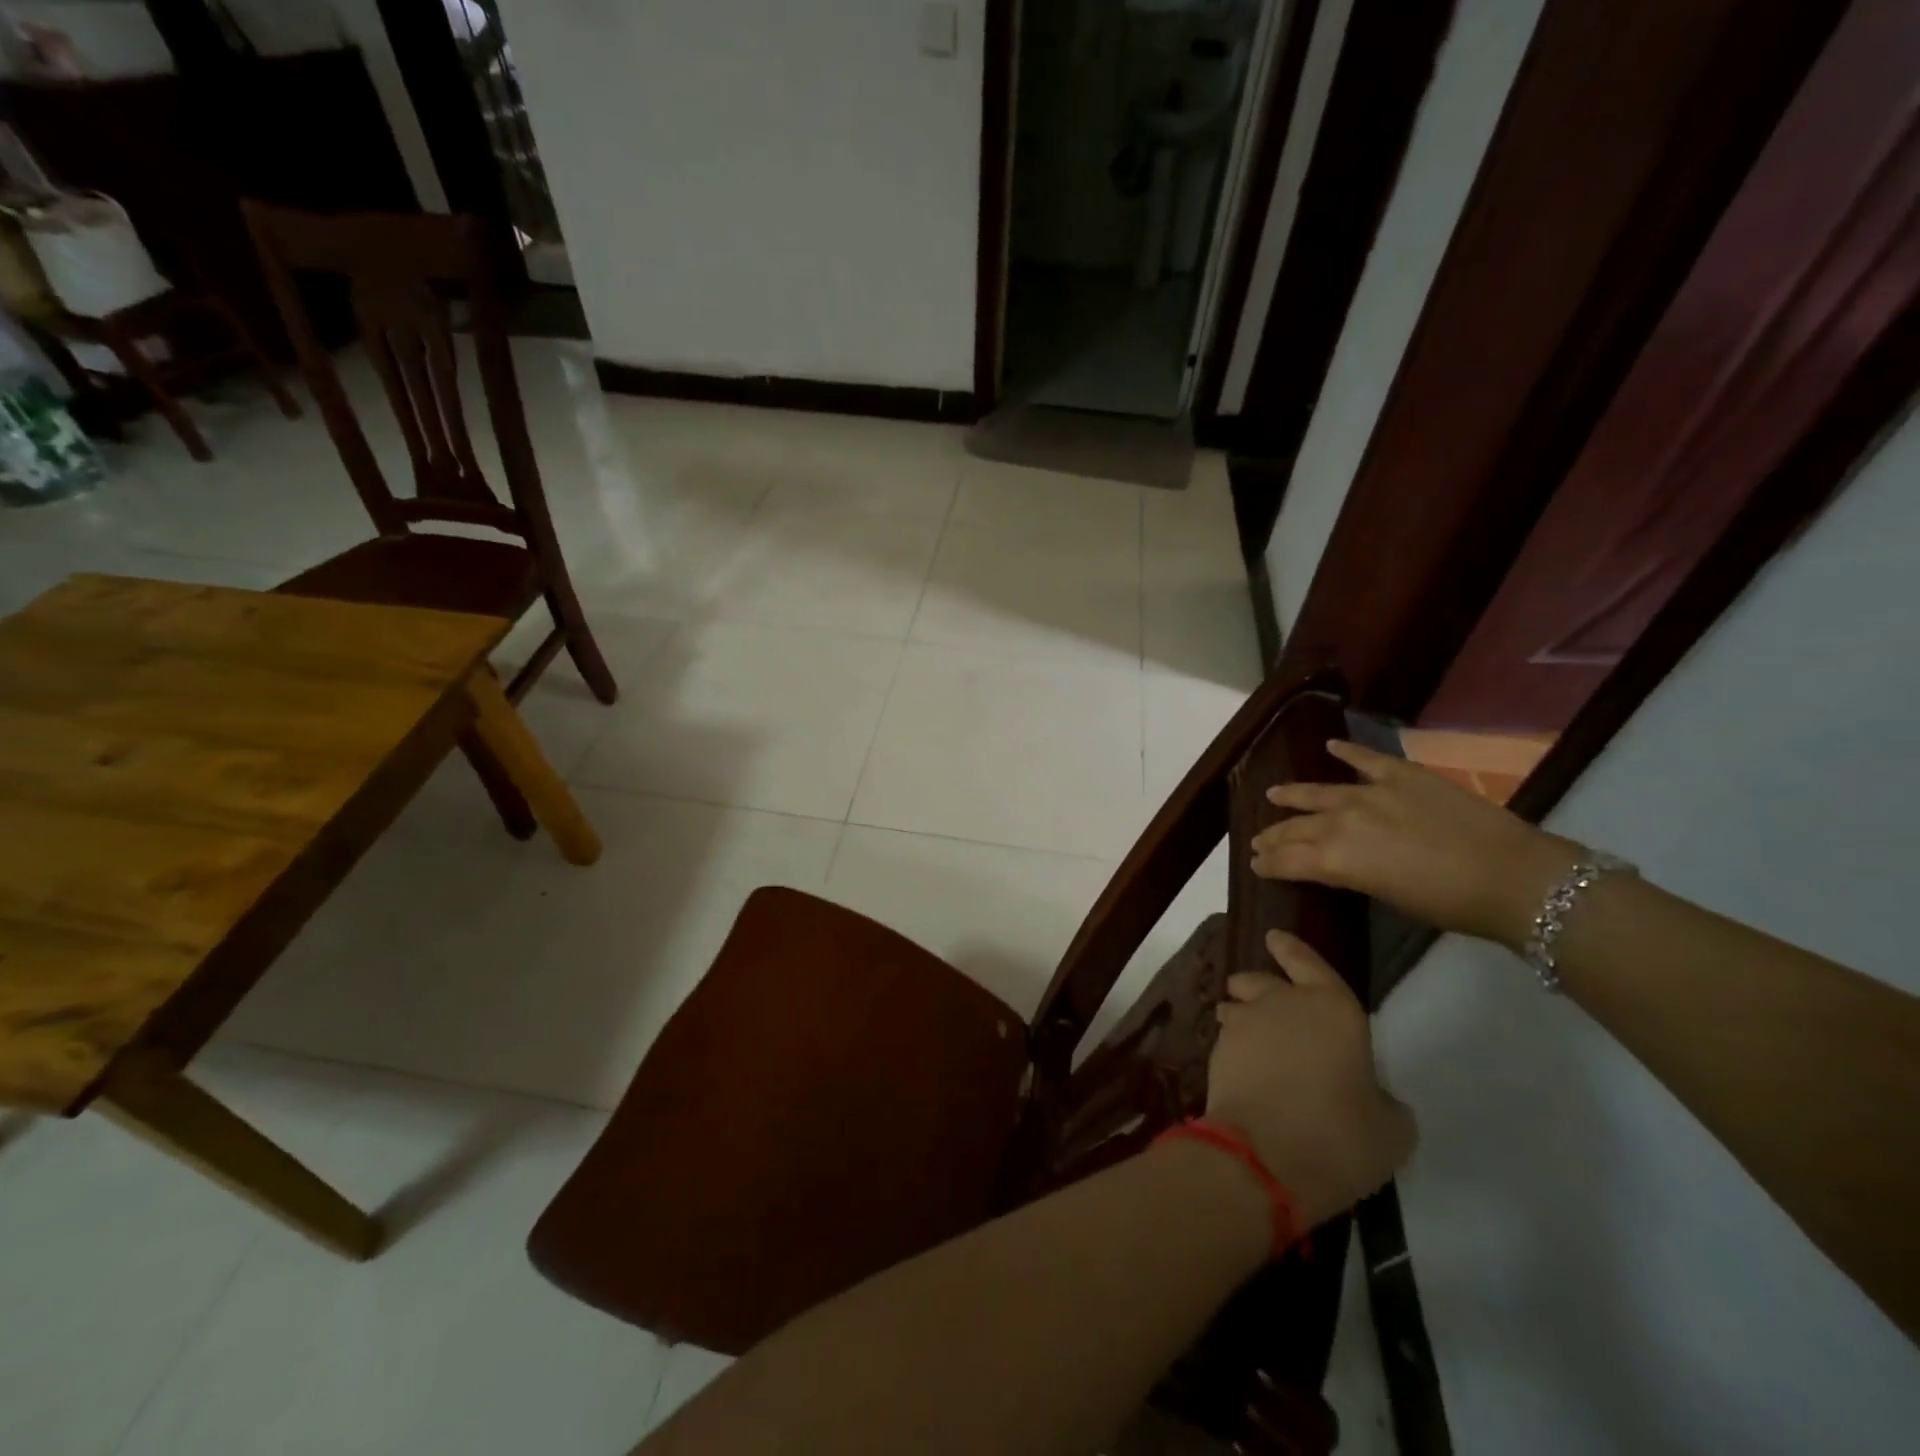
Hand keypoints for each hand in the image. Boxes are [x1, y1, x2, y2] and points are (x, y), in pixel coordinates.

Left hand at [1205, 930, 1415, 1229]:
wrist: (1263, 1155)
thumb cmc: (1340, 1136)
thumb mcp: (1390, 1131)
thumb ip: (1384, 1103)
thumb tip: (1375, 1098)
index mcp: (1332, 1008)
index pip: (1309, 963)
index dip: (1292, 950)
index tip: (1275, 937)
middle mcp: (1283, 1004)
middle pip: (1263, 981)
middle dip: (1258, 983)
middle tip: (1257, 992)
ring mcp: (1244, 1025)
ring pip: (1237, 1007)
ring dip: (1240, 1014)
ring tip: (1248, 1033)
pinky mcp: (1216, 1051)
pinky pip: (1227, 1041)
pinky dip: (1234, 1050)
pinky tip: (1244, 1071)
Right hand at [1250, 739, 1579, 949]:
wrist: (1511, 875)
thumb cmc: (1448, 903)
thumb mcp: (1386, 895)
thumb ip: (1352, 874)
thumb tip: (1336, 864)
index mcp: (1336, 858)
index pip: (1288, 859)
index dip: (1268, 862)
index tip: (1255, 864)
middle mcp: (1342, 821)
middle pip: (1296, 827)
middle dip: (1274, 835)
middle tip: (1258, 841)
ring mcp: (1371, 792)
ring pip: (1319, 792)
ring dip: (1293, 794)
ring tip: (1274, 795)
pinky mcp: (1401, 774)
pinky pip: (1366, 759)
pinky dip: (1347, 750)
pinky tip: (1330, 745)